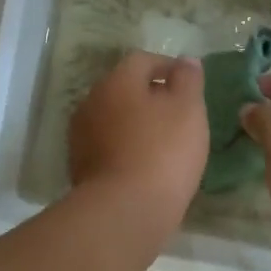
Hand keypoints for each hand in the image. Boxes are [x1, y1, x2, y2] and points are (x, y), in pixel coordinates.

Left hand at [69, 52, 208, 235]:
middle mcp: (91, 102)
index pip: (142, 60)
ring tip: (164, 143)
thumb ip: (188, 80)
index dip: (168, 66)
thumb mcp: (188, 109)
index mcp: (116, 82)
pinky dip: (127, 150)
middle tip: (179, 114)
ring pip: (114, 120)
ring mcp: (81, 137)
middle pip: (124, 90)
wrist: (125, 210)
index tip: (189, 83)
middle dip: (150, 97)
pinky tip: (146, 166)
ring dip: (136, 124)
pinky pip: (109, 148)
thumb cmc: (163, 151)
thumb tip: (185, 61)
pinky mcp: (81, 169)